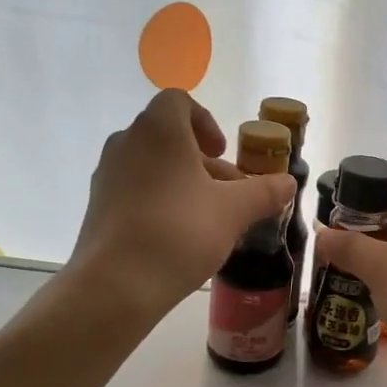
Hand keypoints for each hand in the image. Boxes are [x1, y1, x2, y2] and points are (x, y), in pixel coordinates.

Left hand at [66, 90, 294, 323]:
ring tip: (208, 218)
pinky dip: (159, 201)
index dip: (206, 122)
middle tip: (227, 192)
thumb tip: (288, 182)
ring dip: (182, 182)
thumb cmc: (180, 232)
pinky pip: (135, 190)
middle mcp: (127, 143)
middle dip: (202, 161)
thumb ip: (265, 192)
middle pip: (168, 137)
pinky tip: (178, 236)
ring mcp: (107, 175)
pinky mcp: (98, 207)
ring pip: (152, 166)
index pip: (179, 102)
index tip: (223, 152)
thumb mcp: (234, 211)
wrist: (117, 284)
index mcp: (159, 130)